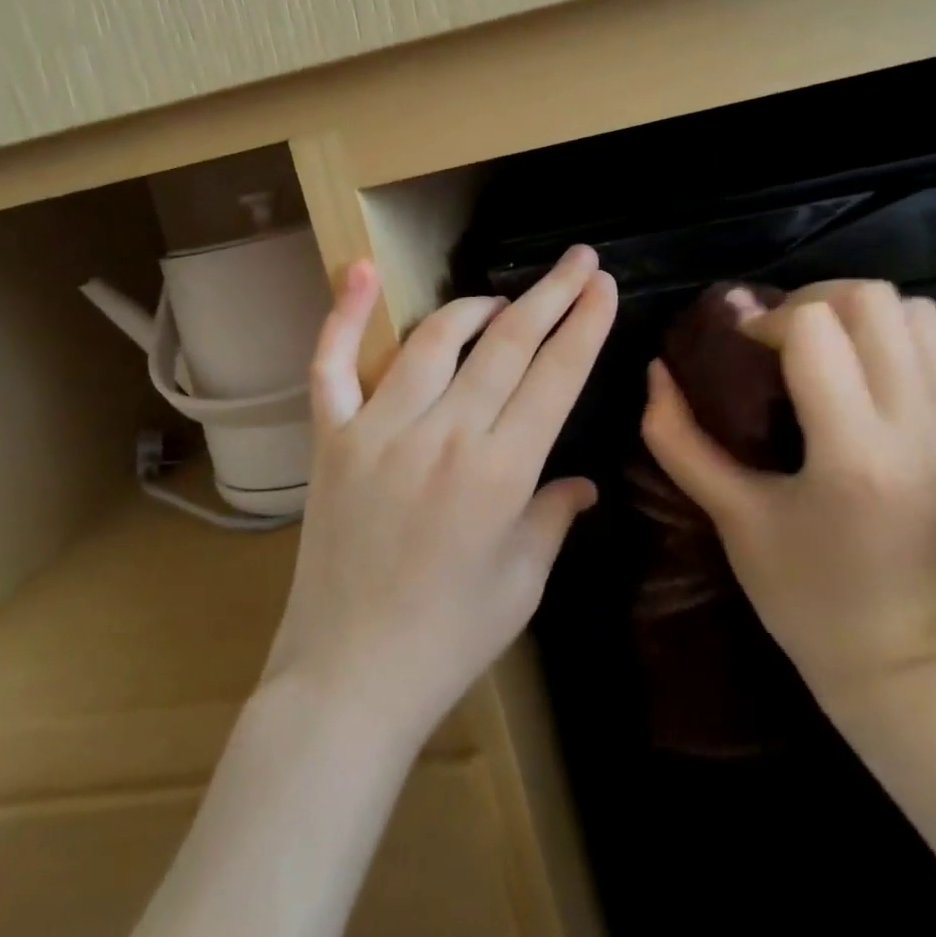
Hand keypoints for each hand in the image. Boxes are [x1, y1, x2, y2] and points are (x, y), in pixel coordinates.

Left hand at [261, 246, 616, 747]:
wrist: (349, 677)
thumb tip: (584, 481)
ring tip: (501, 302)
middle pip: (507, 343)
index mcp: (501, 472)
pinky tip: (359, 268)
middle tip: (577, 259)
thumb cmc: (450, 638)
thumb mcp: (523, 580)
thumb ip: (554, 515)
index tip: (603, 283)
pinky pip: (332, 364)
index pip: (556, 375)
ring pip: (435, 340)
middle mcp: (443, 435)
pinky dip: (342, 314)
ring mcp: (380, 429)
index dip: (585, 323)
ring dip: (476, 308)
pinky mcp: (332, 438)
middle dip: (550, 294)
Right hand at [641, 279, 935, 702]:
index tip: (741, 346)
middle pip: (871, 300)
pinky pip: (935, 343)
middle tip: (776, 336)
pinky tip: (854, 371)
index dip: (766, 320)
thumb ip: (677, 436)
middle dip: (811, 301)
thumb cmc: (798, 589)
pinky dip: (888, 335)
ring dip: (854, 313)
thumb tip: (655, 368)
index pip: (817, 328)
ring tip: (818, 346)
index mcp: (854, 454)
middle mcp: (918, 428)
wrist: (894, 651)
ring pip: (913, 310)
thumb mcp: (727, 512)